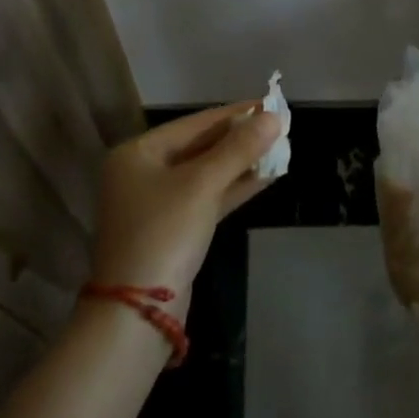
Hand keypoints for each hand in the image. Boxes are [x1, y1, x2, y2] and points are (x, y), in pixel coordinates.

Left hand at [90, 104, 280, 302]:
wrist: (138, 313)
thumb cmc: (164, 233)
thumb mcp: (202, 185)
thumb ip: (239, 149)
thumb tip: (274, 116)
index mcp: (138, 153)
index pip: (194, 123)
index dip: (235, 113)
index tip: (269, 104)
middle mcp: (143, 173)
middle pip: (200, 146)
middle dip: (240, 139)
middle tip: (279, 127)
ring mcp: (157, 203)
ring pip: (206, 174)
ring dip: (241, 163)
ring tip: (280, 149)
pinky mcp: (173, 229)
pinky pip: (207, 198)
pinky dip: (233, 188)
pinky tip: (266, 177)